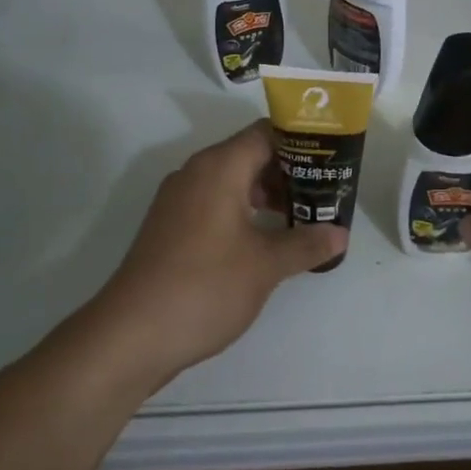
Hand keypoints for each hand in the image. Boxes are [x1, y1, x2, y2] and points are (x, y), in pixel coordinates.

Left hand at [84, 121, 346, 387]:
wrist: (130, 336)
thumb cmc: (205, 287)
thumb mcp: (266, 265)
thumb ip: (306, 243)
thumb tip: (340, 234)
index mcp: (219, 167)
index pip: (267, 133)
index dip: (302, 141)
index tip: (332, 158)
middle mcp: (196, 173)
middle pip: (251, 154)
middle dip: (290, 171)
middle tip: (326, 191)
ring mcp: (179, 200)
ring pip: (233, 180)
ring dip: (268, 193)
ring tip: (303, 216)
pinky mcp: (171, 227)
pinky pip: (216, 203)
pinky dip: (245, 211)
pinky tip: (267, 239)